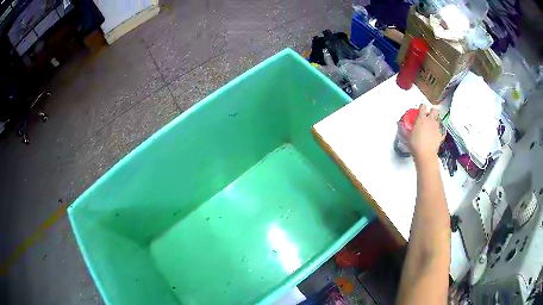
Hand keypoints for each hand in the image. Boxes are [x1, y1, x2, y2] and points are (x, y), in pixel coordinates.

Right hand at [409, 104, 443, 161]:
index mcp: (422, 118)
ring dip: (435, 121)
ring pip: (438, 119)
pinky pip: (441, 130)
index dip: (422, 107)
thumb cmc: (415, 144)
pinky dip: (439, 131)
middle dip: (432, 112)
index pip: (423, 106)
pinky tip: (436, 135)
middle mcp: (431, 120)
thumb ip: (404, 129)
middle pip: (434, 110)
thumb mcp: (407, 136)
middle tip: (428, 116)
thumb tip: (399, 124)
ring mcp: (437, 127)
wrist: (426, 154)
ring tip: (431, 127)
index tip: (420, 110)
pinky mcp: (440, 135)